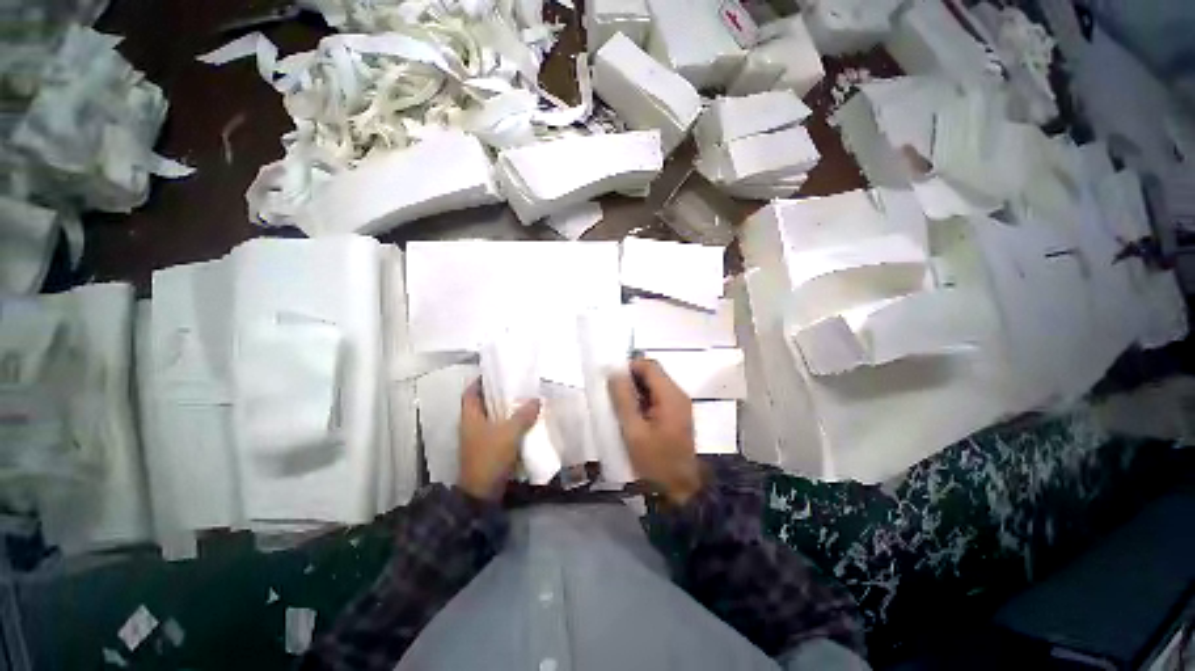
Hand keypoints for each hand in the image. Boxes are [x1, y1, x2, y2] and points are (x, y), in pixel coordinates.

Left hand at [458, 379, 540, 501]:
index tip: (495, 372)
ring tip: (522, 400)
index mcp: (470, 417)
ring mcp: (478, 438)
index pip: (470, 392)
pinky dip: (508, 424)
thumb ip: (523, 415)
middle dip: (496, 393)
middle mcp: (471, 425)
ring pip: (491, 417)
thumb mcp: (509, 433)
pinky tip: (523, 422)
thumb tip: (536, 400)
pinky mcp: (486, 449)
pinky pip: (497, 430)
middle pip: (482, 403)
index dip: (479, 381)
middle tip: (515, 384)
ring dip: (503, 409)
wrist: (482, 493)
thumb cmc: (490, 457)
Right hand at [607, 358, 703, 504]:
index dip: (629, 367)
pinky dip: (643, 400)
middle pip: (652, 374)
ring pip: (654, 385)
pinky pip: (658, 397)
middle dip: (631, 380)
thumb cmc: (655, 462)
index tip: (612, 381)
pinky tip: (633, 416)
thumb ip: (623, 400)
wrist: (680, 490)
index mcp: (670, 395)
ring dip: (636, 391)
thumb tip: (614, 373)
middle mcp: (678, 395)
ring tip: (620, 408)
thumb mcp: (633, 431)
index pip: (649, 365)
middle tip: (613, 396)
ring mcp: (680, 405)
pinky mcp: (677, 414)